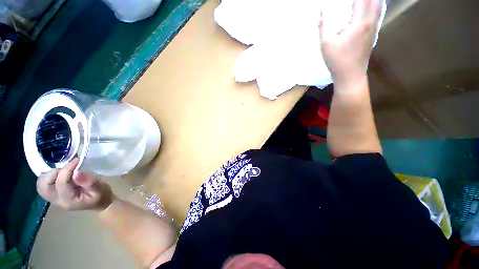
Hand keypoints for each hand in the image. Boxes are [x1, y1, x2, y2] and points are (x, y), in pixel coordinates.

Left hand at [36, 158, 113, 210]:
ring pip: (41, 185)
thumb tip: (77, 172)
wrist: (99, 202)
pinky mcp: (53, 194)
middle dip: (54, 173)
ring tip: (65, 171)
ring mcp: (53, 198)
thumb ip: (89, 182)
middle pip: (44, 186)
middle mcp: (57, 200)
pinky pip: (43, 185)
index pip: (60, 184)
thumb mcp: (100, 188)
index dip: (67, 170)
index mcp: (68, 200)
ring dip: (50, 174)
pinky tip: (60, 174)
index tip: (77, 161)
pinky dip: (48, 177)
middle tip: (68, 168)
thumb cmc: (101, 195)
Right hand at [320, 0, 380, 85]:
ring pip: (379, 7)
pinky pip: (377, 15)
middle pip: (374, 1)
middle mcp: (370, 22)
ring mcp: (373, 29)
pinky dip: (375, 6)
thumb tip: (323, 10)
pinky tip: (369, 8)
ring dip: (372, 0)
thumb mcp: (326, 44)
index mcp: (360, 22)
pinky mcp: (373, 36)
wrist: (350, 76)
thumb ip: (324, 26)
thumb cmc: (337, 60)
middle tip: (356, 0)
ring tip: (363, 2)